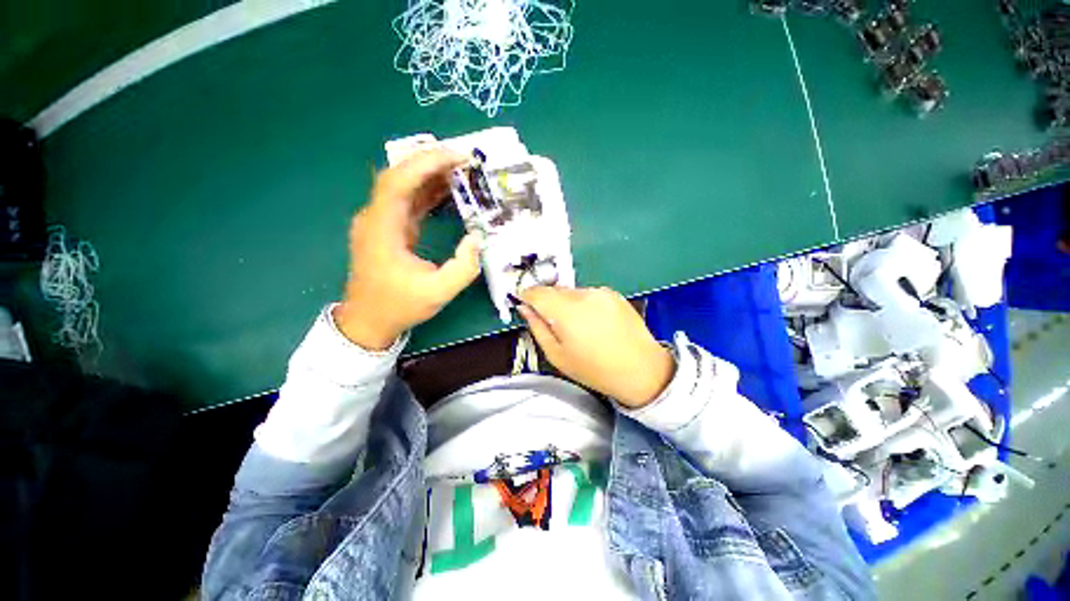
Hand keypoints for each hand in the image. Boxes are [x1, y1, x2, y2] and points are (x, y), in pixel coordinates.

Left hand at [334, 149, 481, 350]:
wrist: (369, 320)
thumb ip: (463, 267)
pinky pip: (408, 201)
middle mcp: (376, 217)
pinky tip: (449, 190)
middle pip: (399, 175)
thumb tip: (477, 238)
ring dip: (431, 174)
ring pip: (403, 185)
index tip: (458, 156)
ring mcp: (381, 221)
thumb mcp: (438, 292)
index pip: (399, 181)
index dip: (427, 163)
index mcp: (383, 229)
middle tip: (465, 159)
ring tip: (462, 171)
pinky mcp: (389, 228)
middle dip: (431, 162)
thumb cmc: (400, 306)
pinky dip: (428, 192)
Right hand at [518, 286, 674, 407]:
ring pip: (571, 292)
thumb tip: (525, 308)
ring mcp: (601, 292)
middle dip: (547, 302)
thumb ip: (537, 327)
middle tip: (552, 323)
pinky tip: (593, 323)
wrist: (641, 370)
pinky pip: (588, 294)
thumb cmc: (594, 369)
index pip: (537, 292)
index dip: (526, 296)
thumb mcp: (557, 355)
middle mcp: (584, 295)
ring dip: (566, 303)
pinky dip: (583, 304)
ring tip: (577, 327)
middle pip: (554, 290)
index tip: (523, 303)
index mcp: (567, 311)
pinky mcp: (613, 294)